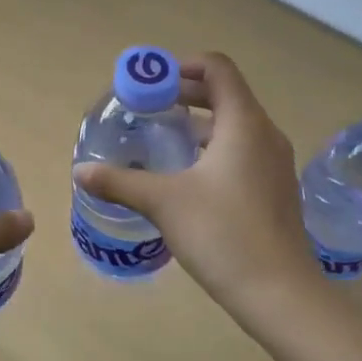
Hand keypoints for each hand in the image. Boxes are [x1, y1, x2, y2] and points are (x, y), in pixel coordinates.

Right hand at [74, 52, 318, 318]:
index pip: (218, 68)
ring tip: (162, 140)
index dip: (182, 65)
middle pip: (226, 93)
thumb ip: (120, 182)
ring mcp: (275, 163)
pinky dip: (214, 147)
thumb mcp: (164, 203)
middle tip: (147, 108)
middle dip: (185, 94)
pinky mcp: (275, 189)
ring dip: (199, 122)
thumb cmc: (223, 235)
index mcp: (244, 124)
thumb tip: (81, 172)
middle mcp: (265, 134)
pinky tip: (187, 176)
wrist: (281, 294)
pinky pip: (243, 150)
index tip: (151, 82)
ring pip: (235, 124)